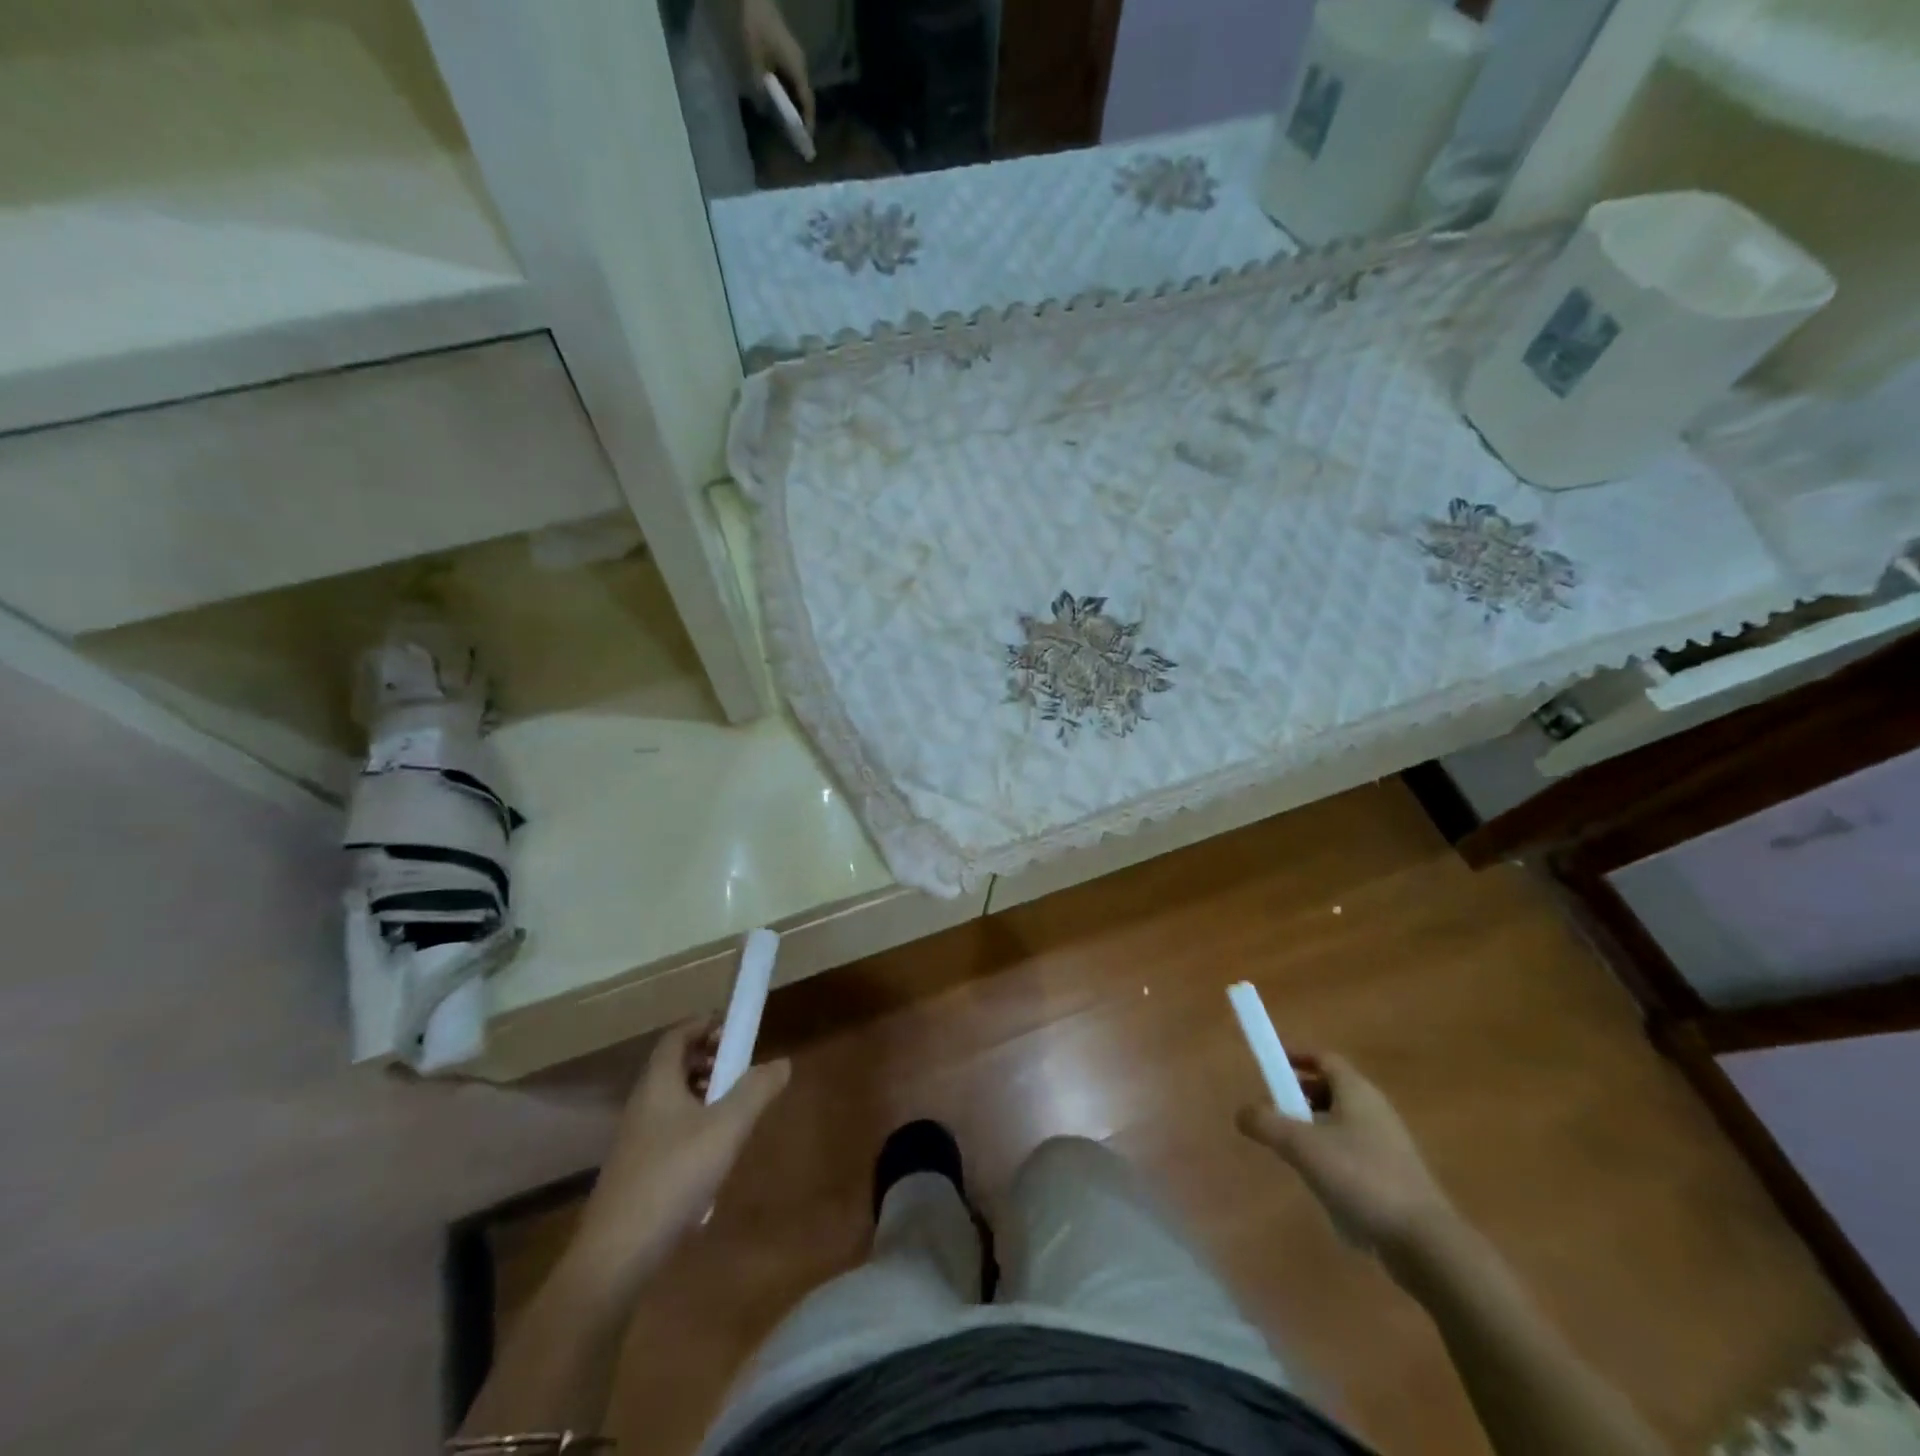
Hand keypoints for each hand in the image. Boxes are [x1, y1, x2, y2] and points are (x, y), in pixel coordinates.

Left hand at [570, 1018, 789, 1283]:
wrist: (617, 1256)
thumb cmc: (674, 1177)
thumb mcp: (727, 1128)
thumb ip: (756, 1090)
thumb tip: (782, 1062)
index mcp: (658, 1084)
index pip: (677, 1036)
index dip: (705, 1024)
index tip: (735, 1029)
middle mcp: (642, 1104)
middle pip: (674, 1065)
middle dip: (709, 1058)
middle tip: (740, 1068)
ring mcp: (636, 1139)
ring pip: (673, 1099)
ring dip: (703, 1092)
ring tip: (734, 1109)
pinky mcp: (637, 1171)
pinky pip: (669, 1129)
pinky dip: (694, 1124)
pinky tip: (714, 1154)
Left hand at [742, 0, 814, 130]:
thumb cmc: (755, 27)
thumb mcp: (754, 61)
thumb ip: (760, 88)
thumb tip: (763, 110)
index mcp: (798, 69)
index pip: (808, 102)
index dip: (807, 123)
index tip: (806, 141)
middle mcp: (800, 65)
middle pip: (804, 97)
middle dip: (801, 117)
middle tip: (795, 137)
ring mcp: (794, 57)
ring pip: (798, 88)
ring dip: (794, 105)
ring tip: (786, 123)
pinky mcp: (787, 52)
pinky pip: (791, 79)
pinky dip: (788, 93)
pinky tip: (779, 102)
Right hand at [1236, 1053, 1457, 1273]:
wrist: (1425, 1243)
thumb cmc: (1361, 1178)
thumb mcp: (1302, 1146)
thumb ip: (1266, 1123)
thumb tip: (1241, 1112)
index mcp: (1357, 1091)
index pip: (1323, 1058)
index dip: (1295, 1056)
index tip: (1270, 1064)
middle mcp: (1375, 1109)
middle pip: (1331, 1089)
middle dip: (1299, 1095)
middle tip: (1273, 1109)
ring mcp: (1389, 1144)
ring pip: (1342, 1122)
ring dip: (1314, 1128)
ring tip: (1291, 1150)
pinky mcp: (1395, 1176)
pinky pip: (1355, 1152)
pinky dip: (1332, 1155)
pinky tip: (1321, 1183)